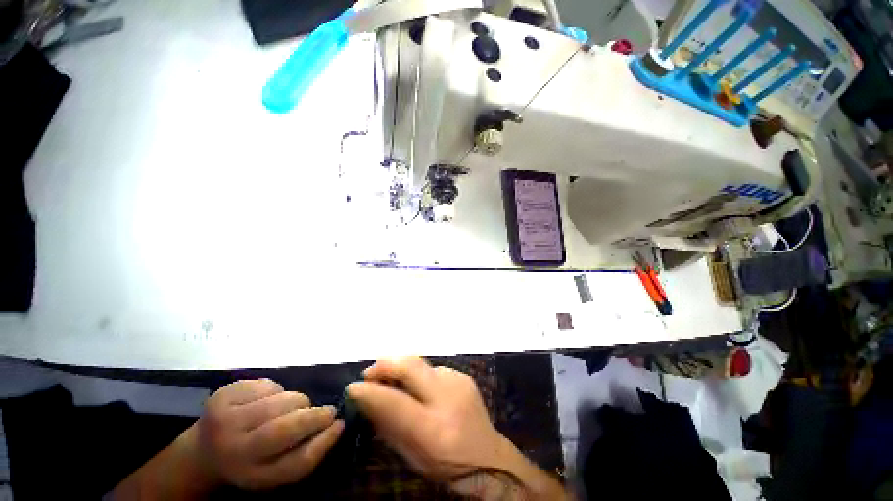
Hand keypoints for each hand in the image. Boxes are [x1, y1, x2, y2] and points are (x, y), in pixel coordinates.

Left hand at [187, 378, 342, 490]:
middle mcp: (232, 449)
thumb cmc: (249, 462)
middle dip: (313, 415)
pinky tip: (271, 399)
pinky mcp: (222, 394)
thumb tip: (337, 424)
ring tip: (294, 407)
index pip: (293, 463)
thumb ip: (304, 452)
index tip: (340, 424)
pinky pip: (268, 385)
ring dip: (297, 400)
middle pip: (284, 428)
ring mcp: (224, 418)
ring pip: (281, 400)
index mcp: (249, 475)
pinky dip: (278, 389)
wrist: (202, 451)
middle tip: (326, 411)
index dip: (323, 442)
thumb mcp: (275, 468)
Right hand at [346, 358, 513, 478]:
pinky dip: (421, 376)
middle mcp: (448, 398)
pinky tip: (421, 388)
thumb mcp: (412, 456)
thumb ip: (389, 427)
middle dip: (386, 364)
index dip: (370, 391)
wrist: (489, 457)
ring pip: (422, 364)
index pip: (395, 402)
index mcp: (434, 429)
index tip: (353, 386)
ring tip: (392, 380)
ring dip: (402, 369)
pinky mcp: (464, 375)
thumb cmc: (447, 465)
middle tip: (370, 372)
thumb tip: (367, 399)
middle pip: (411, 366)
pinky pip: (434, 369)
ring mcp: (459, 382)